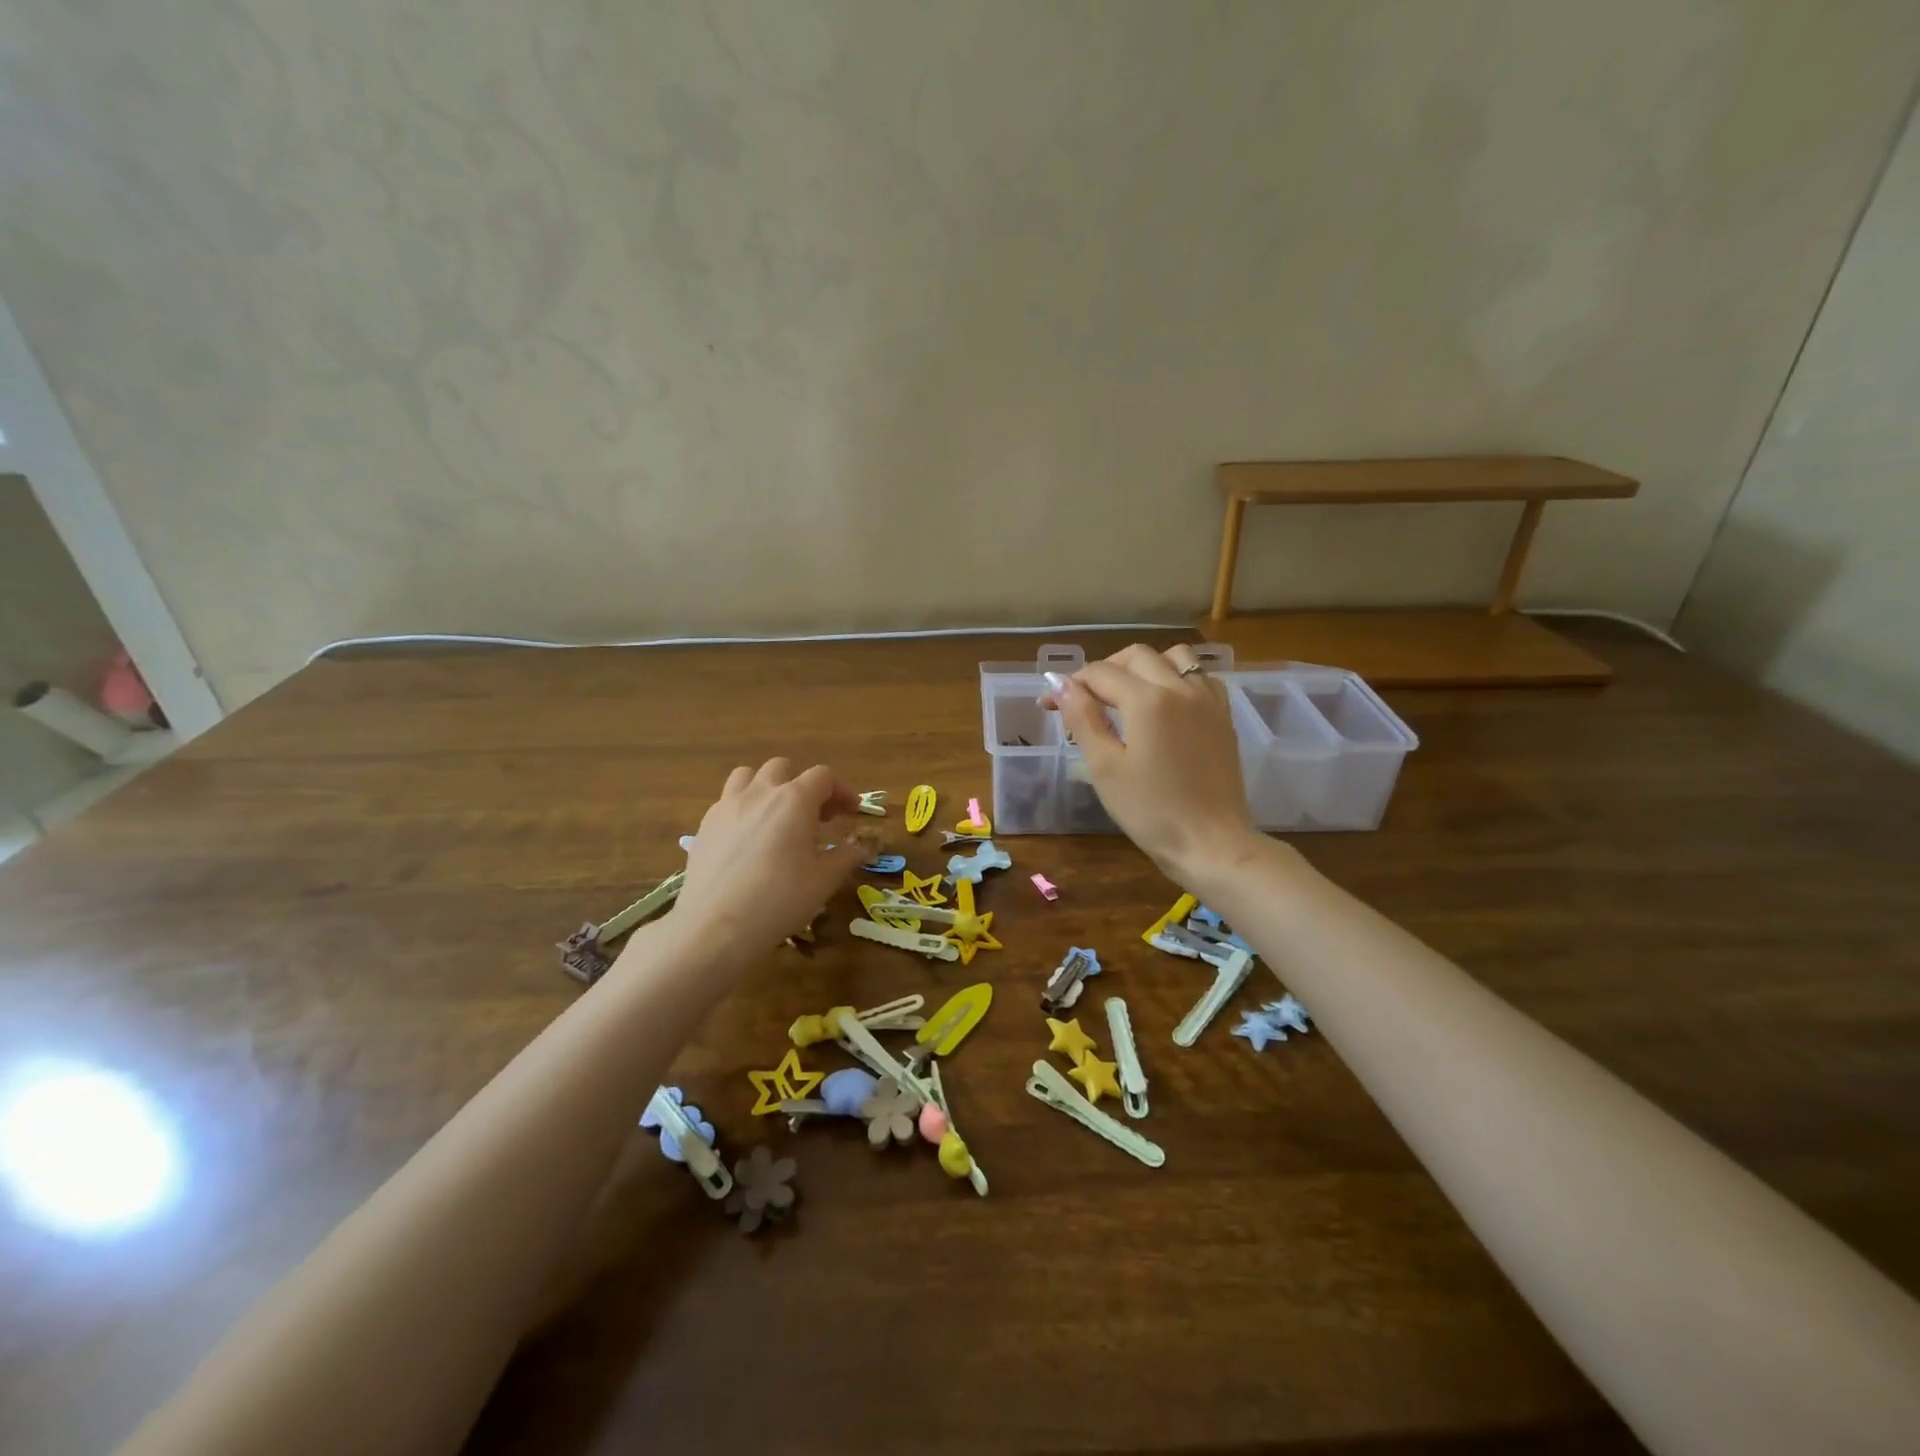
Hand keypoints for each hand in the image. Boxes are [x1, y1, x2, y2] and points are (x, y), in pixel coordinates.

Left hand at [669, 759, 862, 957]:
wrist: (716, 926)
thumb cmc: (780, 899)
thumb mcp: (824, 880)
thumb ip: (846, 857)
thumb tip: (861, 847)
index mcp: (794, 800)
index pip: (823, 777)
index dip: (842, 790)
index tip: (851, 811)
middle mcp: (760, 793)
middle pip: (783, 769)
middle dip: (803, 785)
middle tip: (816, 816)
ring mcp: (727, 806)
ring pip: (748, 776)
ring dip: (767, 787)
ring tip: (776, 815)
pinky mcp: (705, 826)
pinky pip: (727, 801)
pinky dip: (743, 808)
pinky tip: (748, 838)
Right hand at [1050, 644, 1262, 887]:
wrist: (1211, 843)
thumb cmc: (1150, 811)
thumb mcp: (1105, 767)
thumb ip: (1083, 719)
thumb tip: (1061, 684)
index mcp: (1148, 700)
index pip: (1100, 673)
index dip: (1070, 685)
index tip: (1049, 704)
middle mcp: (1181, 688)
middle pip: (1136, 656)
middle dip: (1104, 671)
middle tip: (1085, 700)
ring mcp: (1207, 699)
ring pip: (1174, 657)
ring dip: (1145, 666)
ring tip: (1127, 696)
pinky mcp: (1223, 715)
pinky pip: (1200, 677)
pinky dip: (1178, 678)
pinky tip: (1166, 704)